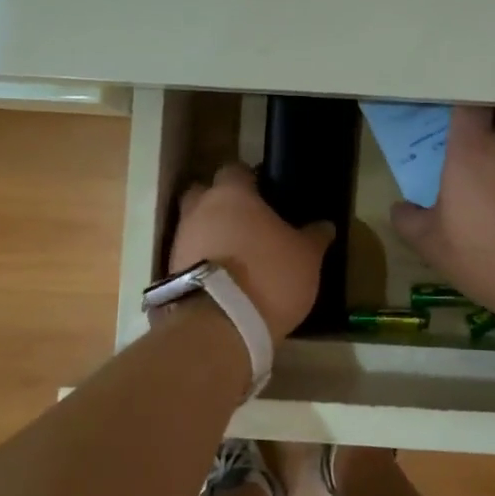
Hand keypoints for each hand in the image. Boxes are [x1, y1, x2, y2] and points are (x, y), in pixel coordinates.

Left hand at [169, 163, 333, 343]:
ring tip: (236, 257)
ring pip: (194, 226)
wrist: (219, 325)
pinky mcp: (170, 273)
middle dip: (220, 204)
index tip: (265, 194)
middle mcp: (199, 209)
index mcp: (232, 194)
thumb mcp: (306, 258)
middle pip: (204, 194)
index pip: (235, 170)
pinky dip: (202, 262)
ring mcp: (180, 240)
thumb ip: (314, 237)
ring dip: (210, 236)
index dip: (249, 180)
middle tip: (246, 222)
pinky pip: (189, 256)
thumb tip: (325, 225)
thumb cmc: (269, 276)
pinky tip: (222, 279)